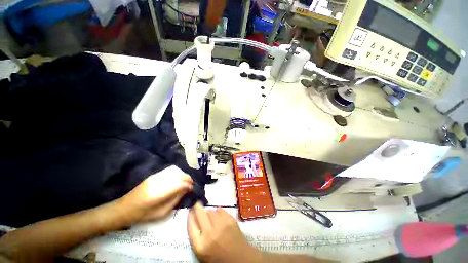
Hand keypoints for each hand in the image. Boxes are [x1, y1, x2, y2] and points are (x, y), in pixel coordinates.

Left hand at [119, 166, 192, 222]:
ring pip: (175, 170)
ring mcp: (155, 176)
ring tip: (186, 181)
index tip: (192, 188)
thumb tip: (186, 190)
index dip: (188, 185)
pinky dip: (177, 172)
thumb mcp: (161, 213)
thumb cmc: (142, 215)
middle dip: (187, 178)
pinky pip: (169, 169)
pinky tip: (178, 177)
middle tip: (191, 184)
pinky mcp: (153, 175)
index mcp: (158, 194)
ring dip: (183, 174)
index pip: (179, 184)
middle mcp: (157, 182)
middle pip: (178, 175)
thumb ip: (175, 200)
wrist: (124, 208)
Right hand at [187, 202, 261, 262]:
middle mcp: (210, 233)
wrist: (240, 259)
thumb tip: (194, 218)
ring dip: (209, 212)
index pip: (191, 226)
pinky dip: (218, 212)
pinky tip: (219, 216)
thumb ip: (197, 236)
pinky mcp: (230, 220)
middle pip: (200, 214)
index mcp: (201, 245)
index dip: (190, 216)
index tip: (190, 210)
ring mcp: (221, 225)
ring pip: (211, 211)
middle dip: (197, 207)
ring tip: (210, 216)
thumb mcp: (203, 252)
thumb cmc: (219, 258)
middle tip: (197, 204)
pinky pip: (220, 210)